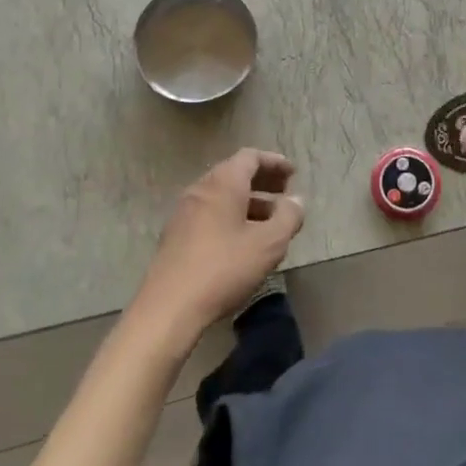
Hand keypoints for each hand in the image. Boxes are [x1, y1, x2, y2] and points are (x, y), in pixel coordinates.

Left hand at [131, 150, 304, 346]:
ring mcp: (184, 212)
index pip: (250, 157)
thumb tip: (296, 200)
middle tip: (284, 193)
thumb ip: (288, 217)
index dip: (274, 162)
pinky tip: (243, 240)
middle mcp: (201, 190)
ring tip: (269, 221)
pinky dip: (231, 215)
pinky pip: (209, 213)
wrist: (169, 307)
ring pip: (221, 195)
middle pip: (234, 173)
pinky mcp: (176, 235)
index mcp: (223, 184)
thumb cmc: (224, 268)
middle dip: (262, 181)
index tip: (292, 173)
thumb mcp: (268, 244)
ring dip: (248, 201)